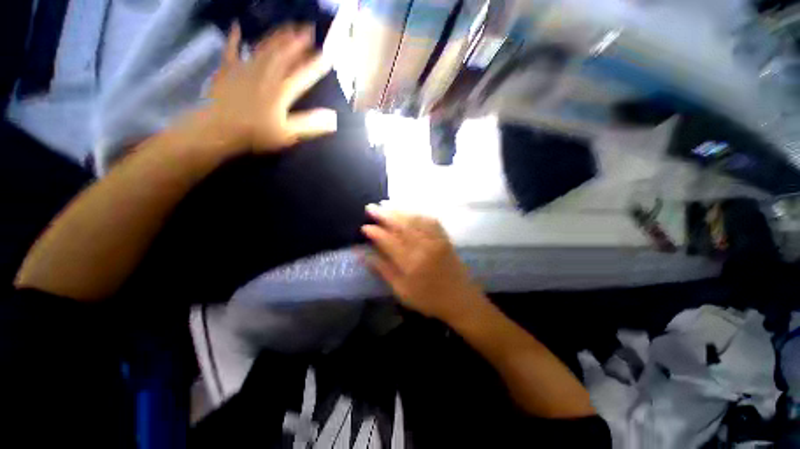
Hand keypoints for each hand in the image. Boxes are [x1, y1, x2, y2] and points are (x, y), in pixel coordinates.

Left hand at [207, 23, 336, 152]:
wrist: (217, 128)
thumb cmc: (255, 133)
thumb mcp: (287, 133)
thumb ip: (310, 124)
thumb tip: (333, 118)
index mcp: (281, 90)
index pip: (303, 75)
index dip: (316, 65)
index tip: (328, 56)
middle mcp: (265, 73)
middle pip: (284, 54)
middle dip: (298, 41)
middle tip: (308, 29)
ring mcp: (245, 68)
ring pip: (264, 47)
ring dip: (277, 36)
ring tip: (288, 26)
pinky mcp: (227, 69)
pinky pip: (231, 49)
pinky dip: (233, 37)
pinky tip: (236, 27)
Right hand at [362, 204, 487, 323]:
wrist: (460, 299)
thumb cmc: (428, 299)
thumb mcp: (401, 290)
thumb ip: (382, 269)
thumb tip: (362, 254)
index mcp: (411, 263)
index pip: (388, 241)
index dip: (375, 232)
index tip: (364, 227)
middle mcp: (424, 246)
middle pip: (401, 225)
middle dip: (384, 214)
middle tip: (371, 207)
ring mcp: (436, 240)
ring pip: (414, 219)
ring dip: (398, 210)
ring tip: (385, 205)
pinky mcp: (444, 237)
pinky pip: (430, 220)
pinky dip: (417, 213)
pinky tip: (408, 211)